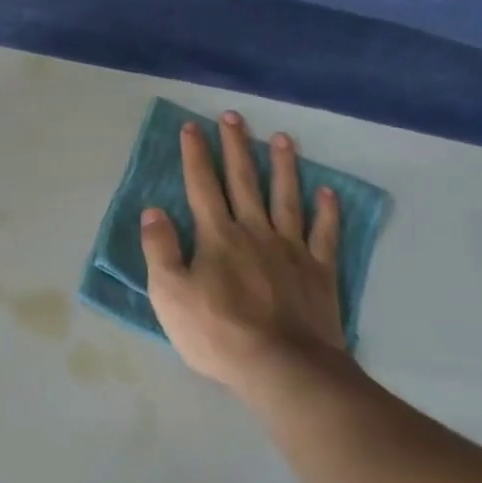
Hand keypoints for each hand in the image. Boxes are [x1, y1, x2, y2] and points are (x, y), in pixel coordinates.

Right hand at [140, 111, 361, 404]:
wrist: (282, 367)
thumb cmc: (217, 333)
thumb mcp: (169, 294)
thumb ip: (160, 249)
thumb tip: (153, 210)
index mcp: (217, 236)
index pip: (202, 185)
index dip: (196, 154)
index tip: (192, 126)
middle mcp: (255, 231)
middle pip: (244, 180)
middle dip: (236, 146)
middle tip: (234, 116)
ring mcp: (291, 249)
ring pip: (286, 197)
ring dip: (283, 166)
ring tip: (283, 138)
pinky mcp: (319, 271)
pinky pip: (324, 234)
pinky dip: (327, 211)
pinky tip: (328, 192)